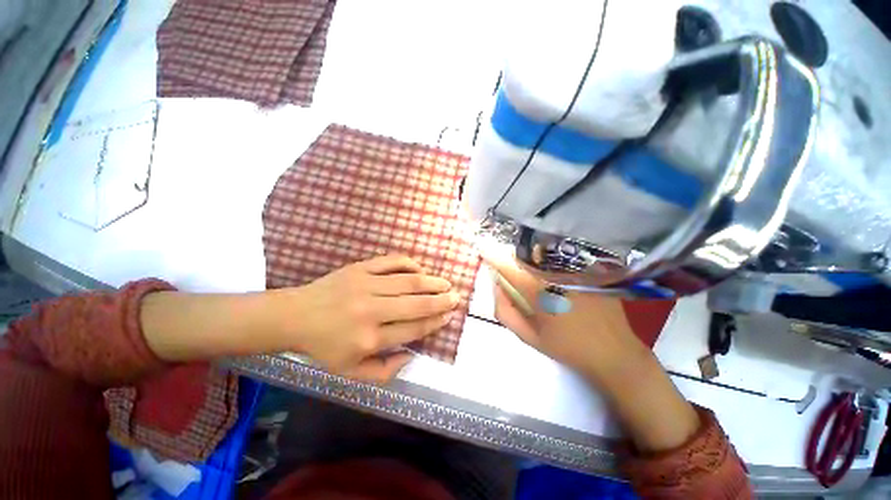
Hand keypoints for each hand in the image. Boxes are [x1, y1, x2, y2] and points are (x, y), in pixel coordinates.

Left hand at [284, 255, 459, 382]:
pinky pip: (391, 262)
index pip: (413, 329)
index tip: (448, 316)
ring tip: (445, 283)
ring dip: (431, 282)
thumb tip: (411, 357)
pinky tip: (420, 269)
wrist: (295, 316)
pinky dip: (410, 264)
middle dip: (440, 301)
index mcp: (369, 339)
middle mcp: (371, 311)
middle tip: (455, 297)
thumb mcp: (349, 372)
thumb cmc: (323, 346)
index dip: (434, 322)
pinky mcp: (360, 268)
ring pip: (408, 282)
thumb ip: (383, 371)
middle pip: (416, 304)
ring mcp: (366, 286)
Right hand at [484, 249, 647, 385]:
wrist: (613, 354)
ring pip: (543, 252)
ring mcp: (576, 268)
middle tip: (506, 263)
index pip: (508, 265)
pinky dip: (548, 257)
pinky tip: (551, 270)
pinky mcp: (590, 269)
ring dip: (529, 254)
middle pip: (525, 253)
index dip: (492, 255)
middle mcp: (557, 273)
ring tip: (527, 265)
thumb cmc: (566, 347)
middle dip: (511, 255)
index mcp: (539, 290)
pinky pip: (562, 256)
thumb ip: (504, 310)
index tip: (482, 248)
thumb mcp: (527, 336)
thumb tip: (496, 285)